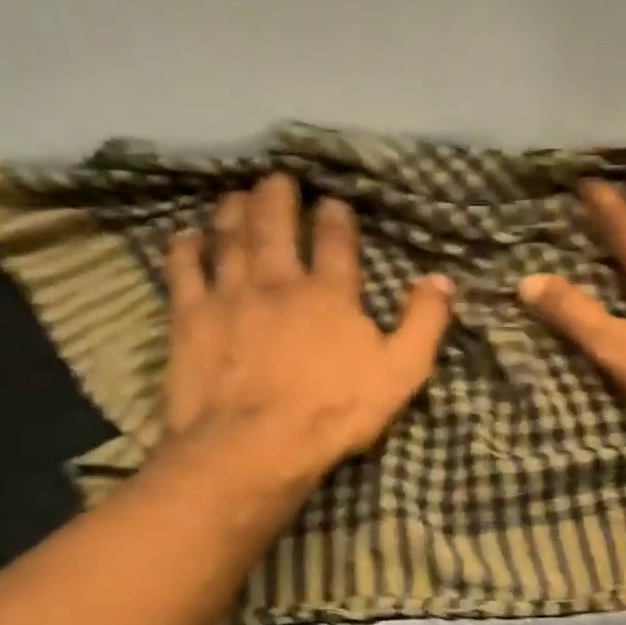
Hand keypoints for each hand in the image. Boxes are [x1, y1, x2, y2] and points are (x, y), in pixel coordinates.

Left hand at [162, 174, 454, 476]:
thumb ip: (423, 323)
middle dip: (278, 198)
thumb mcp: (401, 372)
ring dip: (233, 212)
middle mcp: (278, 281)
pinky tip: (186, 236)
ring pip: (230, 239)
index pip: (335, 241)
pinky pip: (184, 270)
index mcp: (330, 294)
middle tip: (276, 179)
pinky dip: (185, 248)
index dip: (336, 218)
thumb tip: (441, 279)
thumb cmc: (334, 412)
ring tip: (235, 196)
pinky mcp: (191, 317)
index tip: (333, 204)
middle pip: (275, 226)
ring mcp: (230, 295)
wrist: (255, 445)